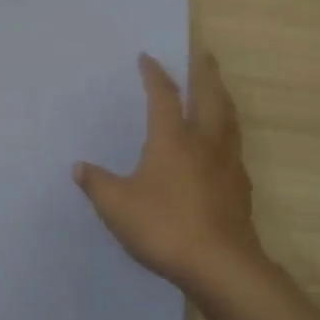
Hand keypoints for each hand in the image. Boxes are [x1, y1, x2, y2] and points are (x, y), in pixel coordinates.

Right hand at [74, 51, 264, 295]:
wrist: (221, 266)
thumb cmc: (164, 227)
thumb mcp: (117, 207)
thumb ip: (98, 184)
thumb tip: (79, 167)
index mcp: (172, 139)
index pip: (163, 95)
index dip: (154, 74)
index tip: (147, 57)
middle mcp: (203, 141)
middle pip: (209, 96)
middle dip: (204, 72)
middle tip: (203, 54)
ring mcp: (227, 163)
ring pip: (228, 118)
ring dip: (222, 96)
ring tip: (218, 88)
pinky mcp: (240, 186)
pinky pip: (235, 145)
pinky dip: (228, 131)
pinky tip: (223, 143)